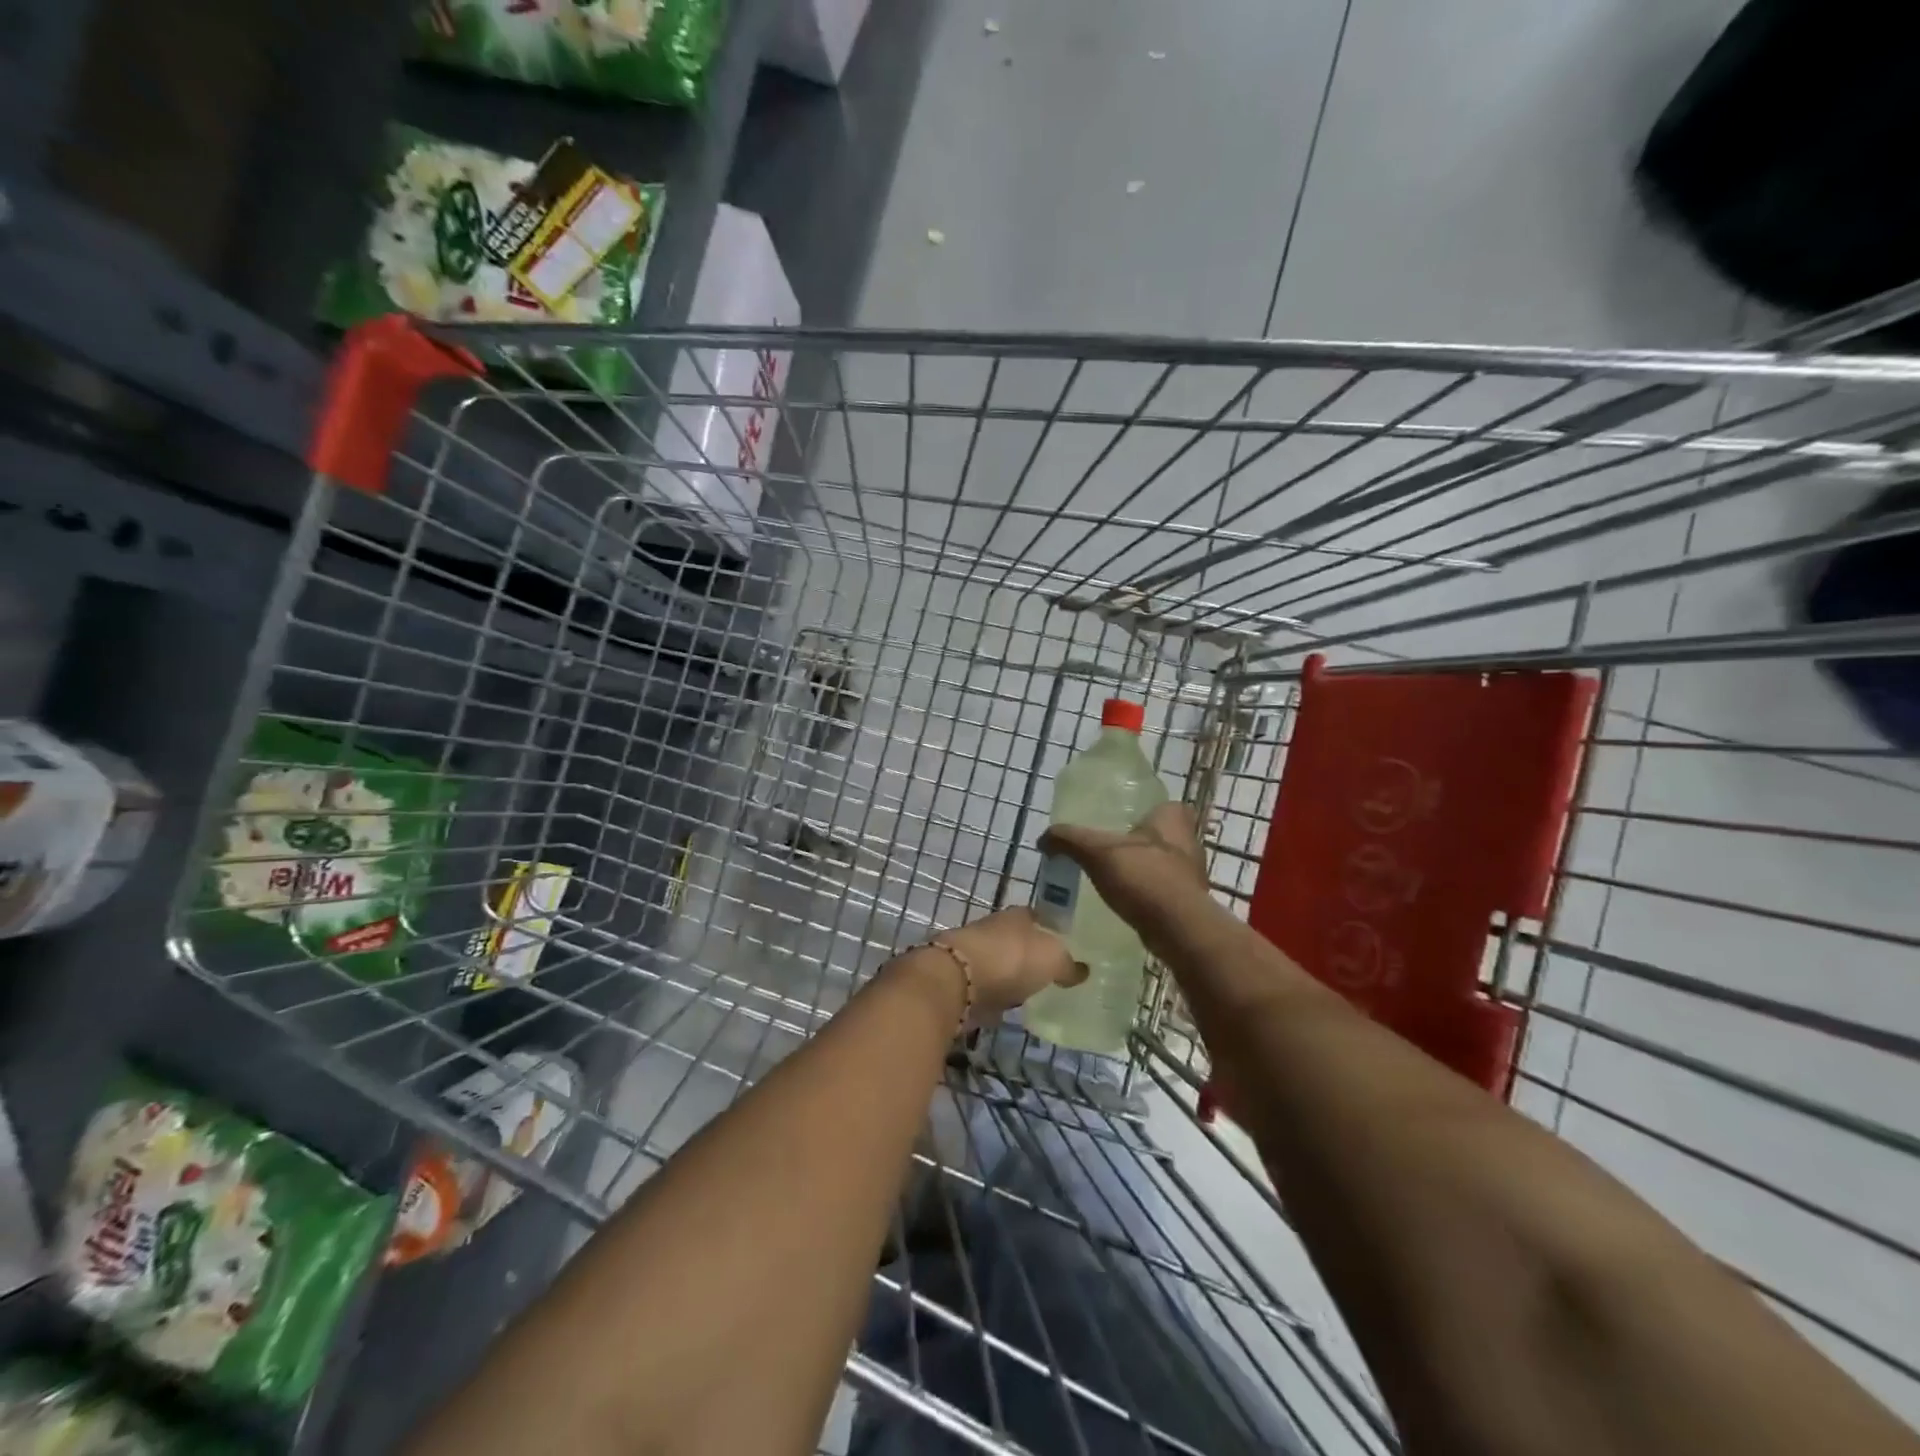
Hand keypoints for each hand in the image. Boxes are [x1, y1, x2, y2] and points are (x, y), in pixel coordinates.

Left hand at [944, 907, 1086, 1023]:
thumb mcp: (1052, 959)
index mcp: (1018, 916)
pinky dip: (996, 996)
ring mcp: (976, 954)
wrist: (957, 979)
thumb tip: (1082, 971)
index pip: (1039, 917)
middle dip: (1031, 954)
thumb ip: (1068, 965)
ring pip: (1001, 963)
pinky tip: (1008, 1008)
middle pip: (1018, 940)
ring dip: (1012, 976)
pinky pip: (988, 988)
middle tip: (1052, 973)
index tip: (1066, 945)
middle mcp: (995, 929)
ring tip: (1032, 993)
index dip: (1052, 930)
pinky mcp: (962, 981)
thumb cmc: (1011, 959)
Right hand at [1039, 802, 1211, 941]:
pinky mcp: (1188, 902)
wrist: (1179, 930)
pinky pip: (1162, 890)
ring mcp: (1191, 874)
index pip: (1162, 804)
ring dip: (1142, 869)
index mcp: (1173, 818)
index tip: (1121, 821)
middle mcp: (1188, 842)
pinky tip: (1124, 901)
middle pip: (1160, 835)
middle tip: (1109, 849)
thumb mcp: (1097, 852)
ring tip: (1111, 877)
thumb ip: (1069, 840)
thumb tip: (1043, 838)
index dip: (1144, 811)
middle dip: (1139, 842)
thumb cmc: (1144, 878)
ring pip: (1162, 863)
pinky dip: (1145, 893)